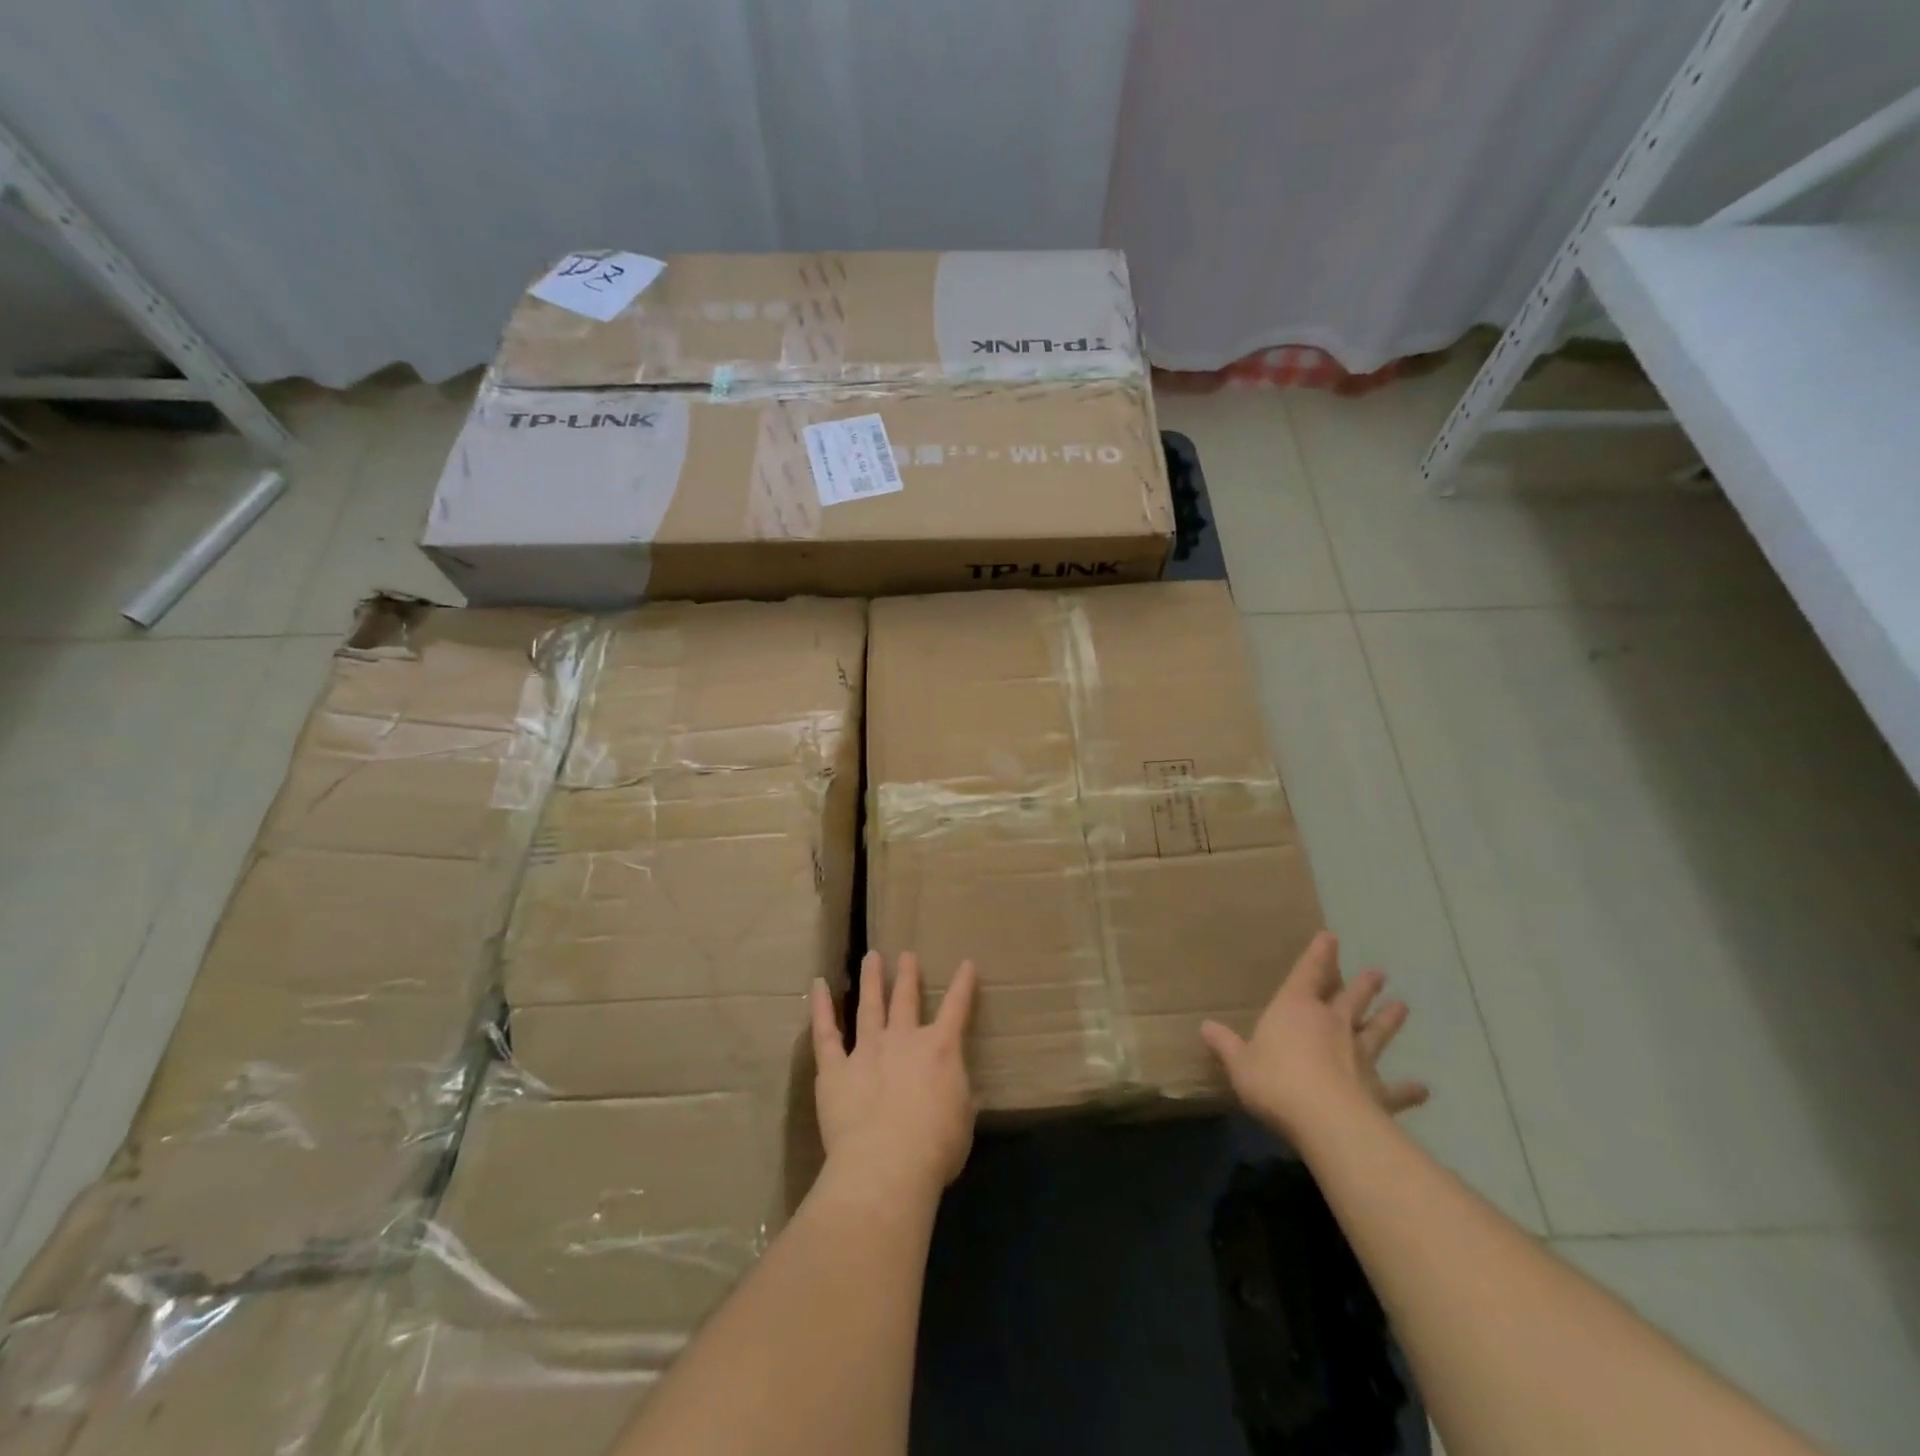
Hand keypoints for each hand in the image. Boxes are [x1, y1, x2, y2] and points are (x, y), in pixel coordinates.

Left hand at [810, 951, 977, 1205]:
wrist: (887, 1165)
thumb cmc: (935, 1148)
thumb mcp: (962, 1121)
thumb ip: (957, 1097)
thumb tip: (955, 1090)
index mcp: (940, 1050)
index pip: (956, 1009)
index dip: (963, 985)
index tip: (966, 964)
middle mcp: (903, 1040)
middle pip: (906, 999)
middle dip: (908, 976)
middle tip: (907, 955)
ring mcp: (866, 1050)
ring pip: (869, 1006)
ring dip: (871, 980)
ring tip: (871, 957)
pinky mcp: (835, 1070)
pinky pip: (825, 1033)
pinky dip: (820, 1007)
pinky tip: (818, 985)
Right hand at [1201, 931, 1428, 1144]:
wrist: (1326, 1120)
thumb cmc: (1275, 1081)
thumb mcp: (1239, 1063)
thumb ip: (1226, 1045)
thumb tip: (1205, 1027)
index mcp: (1296, 1009)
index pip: (1308, 973)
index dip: (1318, 954)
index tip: (1331, 936)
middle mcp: (1331, 1024)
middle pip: (1349, 998)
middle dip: (1362, 984)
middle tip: (1378, 973)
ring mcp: (1359, 1056)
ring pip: (1376, 1031)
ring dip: (1388, 1019)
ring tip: (1402, 1006)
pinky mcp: (1378, 1091)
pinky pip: (1396, 1089)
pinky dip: (1409, 1089)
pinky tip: (1423, 1088)